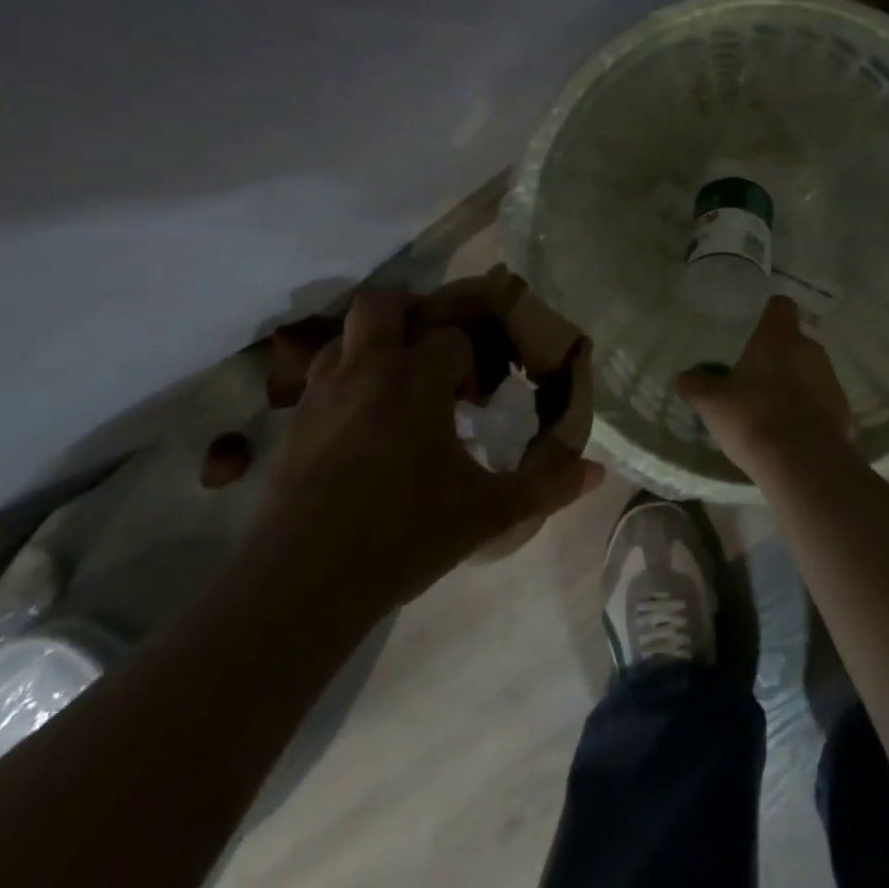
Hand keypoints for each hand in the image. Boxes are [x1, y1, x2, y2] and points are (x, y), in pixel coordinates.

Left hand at [257, 287, 602, 610]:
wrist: (301, 584)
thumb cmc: (405, 534)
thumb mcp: (488, 513)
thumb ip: (545, 486)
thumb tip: (596, 472)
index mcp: (417, 378)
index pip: (452, 337)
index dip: (469, 360)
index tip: (475, 398)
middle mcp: (368, 369)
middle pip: (382, 303)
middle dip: (409, 314)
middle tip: (429, 355)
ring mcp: (323, 393)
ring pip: (345, 336)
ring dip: (372, 347)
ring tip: (394, 389)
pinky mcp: (293, 424)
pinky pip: (320, 378)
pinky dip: (344, 382)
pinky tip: (360, 428)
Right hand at [676, 295, 851, 476]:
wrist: (802, 462)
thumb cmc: (753, 417)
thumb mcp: (712, 402)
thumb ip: (695, 384)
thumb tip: (683, 376)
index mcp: (780, 336)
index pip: (780, 306)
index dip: (768, 314)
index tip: (755, 327)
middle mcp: (810, 349)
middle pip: (794, 341)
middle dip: (777, 355)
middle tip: (754, 376)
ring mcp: (830, 379)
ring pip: (809, 371)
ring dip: (794, 382)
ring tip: (771, 407)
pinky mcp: (842, 410)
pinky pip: (821, 401)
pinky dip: (808, 409)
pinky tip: (790, 431)